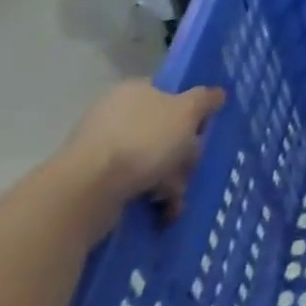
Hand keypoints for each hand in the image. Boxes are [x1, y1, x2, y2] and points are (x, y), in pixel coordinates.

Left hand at [59, 81, 225, 222]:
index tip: (201, 134)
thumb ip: (205, 100)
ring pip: (151, 161)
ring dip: (170, 182)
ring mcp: (102, 149)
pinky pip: (132, 184)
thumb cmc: (143, 140)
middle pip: (164, 131)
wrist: (88, 190)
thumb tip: (217, 93)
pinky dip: (149, 196)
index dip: (190, 114)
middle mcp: (115, 115)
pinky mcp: (93, 181)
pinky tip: (161, 213)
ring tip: (175, 202)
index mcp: (134, 91)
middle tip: (189, 171)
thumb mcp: (187, 112)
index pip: (170, 95)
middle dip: (182, 156)